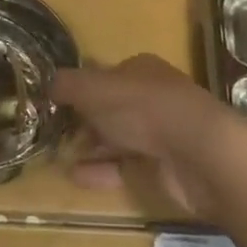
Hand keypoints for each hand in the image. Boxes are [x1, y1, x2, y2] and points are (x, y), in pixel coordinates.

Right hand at [50, 53, 243, 215]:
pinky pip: (126, 166)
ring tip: (58, 156)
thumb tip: (47, 86)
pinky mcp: (165, 166)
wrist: (199, 155)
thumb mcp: (92, 88)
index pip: (105, 74)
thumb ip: (66, 85)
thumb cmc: (142, 108)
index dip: (80, 86)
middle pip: (111, 107)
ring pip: (118, 137)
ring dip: (90, 147)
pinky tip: (76, 176)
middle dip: (83, 120)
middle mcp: (153, 97)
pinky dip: (102, 171)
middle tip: (53, 131)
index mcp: (141, 70)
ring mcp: (162, 133)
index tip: (55, 101)